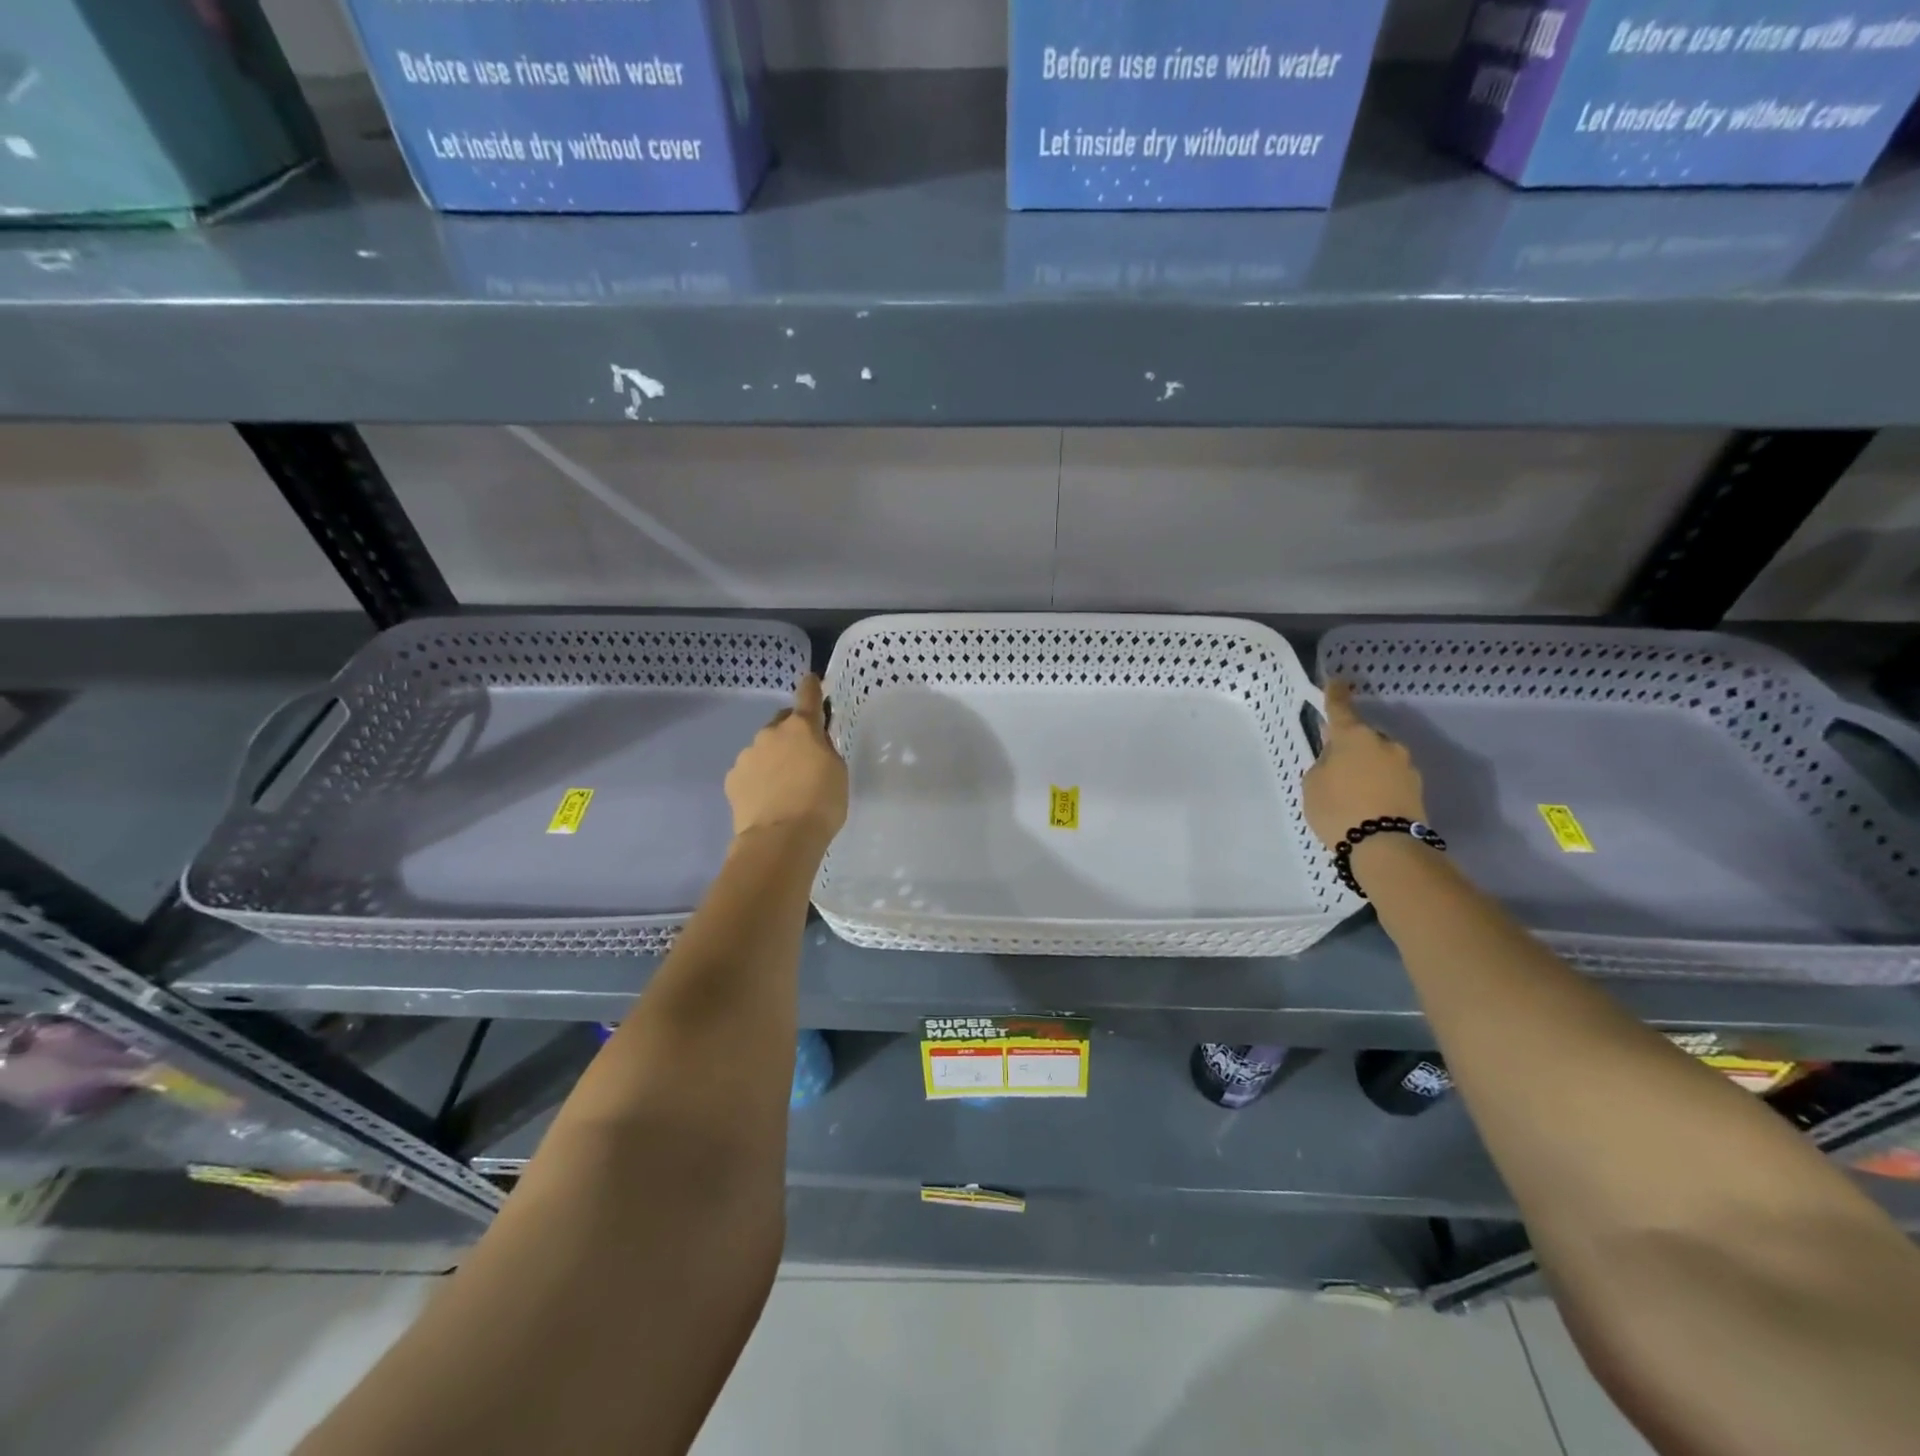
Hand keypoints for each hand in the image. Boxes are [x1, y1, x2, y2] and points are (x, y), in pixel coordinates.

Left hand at [725, 674, 847, 846]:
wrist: (780, 839)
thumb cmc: (821, 804)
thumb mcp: (838, 772)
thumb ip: (825, 749)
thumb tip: (815, 742)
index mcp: (802, 728)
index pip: (807, 695)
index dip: (812, 686)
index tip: (812, 680)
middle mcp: (770, 733)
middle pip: (783, 724)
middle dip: (792, 734)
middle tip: (804, 758)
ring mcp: (747, 755)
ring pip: (764, 749)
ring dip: (774, 758)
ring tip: (784, 787)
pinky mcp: (732, 779)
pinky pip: (749, 771)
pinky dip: (758, 779)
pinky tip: (767, 799)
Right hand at [1302, 680, 1427, 850]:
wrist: (1386, 847)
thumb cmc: (1339, 809)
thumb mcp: (1314, 784)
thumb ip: (1324, 764)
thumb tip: (1337, 760)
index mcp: (1353, 736)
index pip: (1340, 708)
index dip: (1336, 694)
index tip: (1336, 681)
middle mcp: (1383, 743)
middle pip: (1361, 738)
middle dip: (1349, 747)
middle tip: (1334, 768)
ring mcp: (1405, 765)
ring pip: (1377, 758)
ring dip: (1365, 768)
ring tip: (1351, 793)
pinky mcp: (1416, 788)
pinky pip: (1389, 778)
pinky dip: (1377, 785)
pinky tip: (1366, 803)